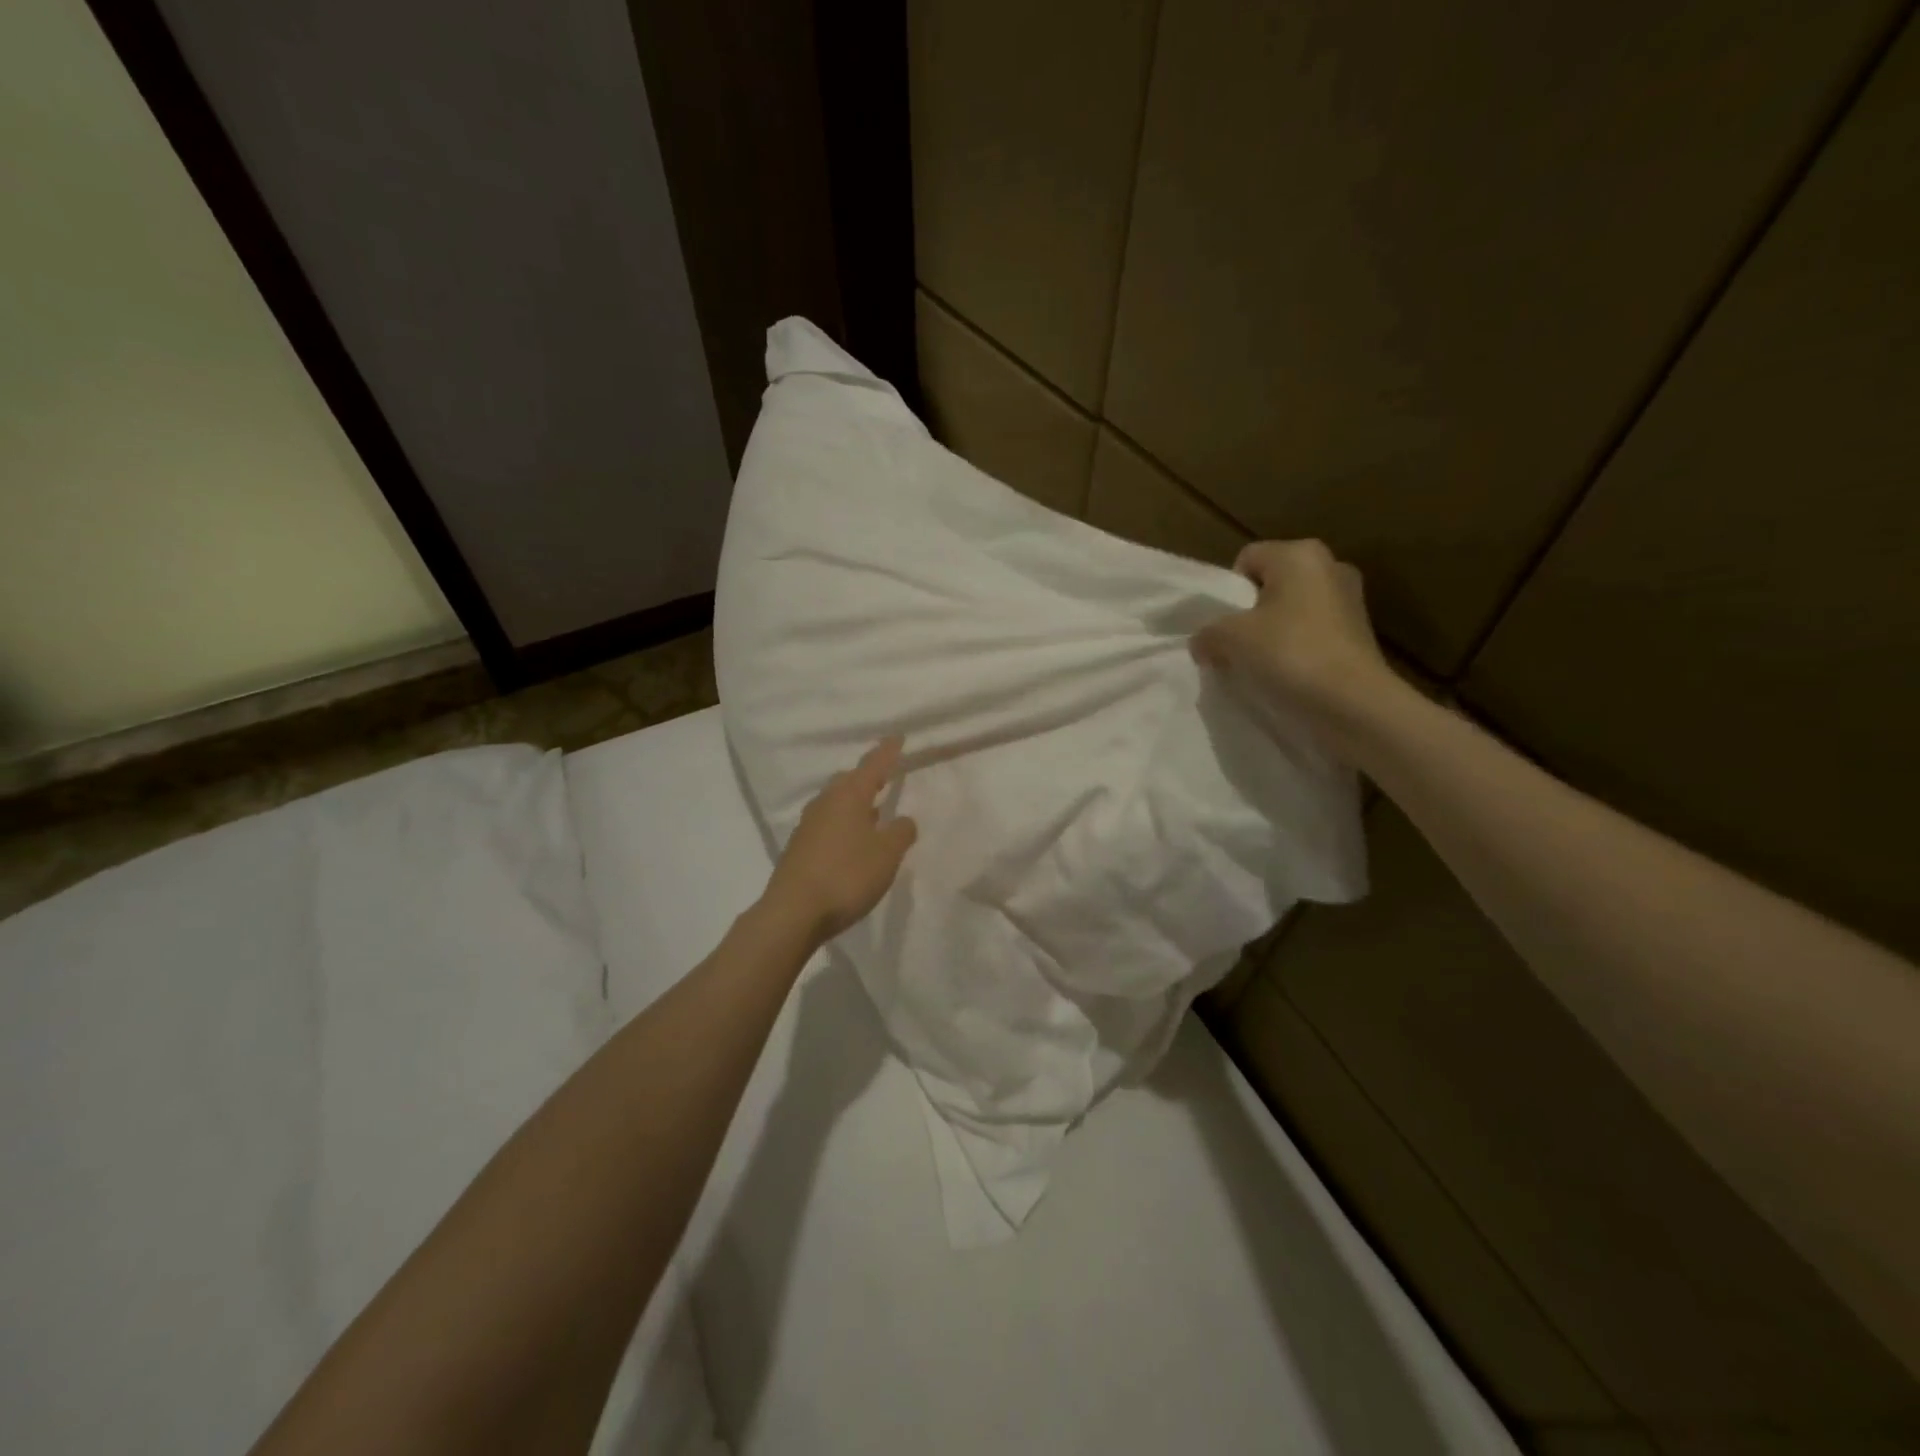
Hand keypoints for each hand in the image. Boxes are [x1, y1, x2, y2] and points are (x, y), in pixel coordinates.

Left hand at [762, 736, 917, 944]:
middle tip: (884, 776)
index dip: (887, 751)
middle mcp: (825, 803)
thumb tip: (903, 820)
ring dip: (854, 803)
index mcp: (848, 796)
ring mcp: (807, 826)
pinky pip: (826, 824)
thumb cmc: (847, 875)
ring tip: (873, 812)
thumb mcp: (887, 854)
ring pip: (835, 803)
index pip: (872, 765)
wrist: (793, 912)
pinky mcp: (799, 849)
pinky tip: (851, 841)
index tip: (898, 737)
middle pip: (848, 781)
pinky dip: (842, 824)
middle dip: (867, 777)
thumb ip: (901, 833)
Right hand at [1192, 539, 1398, 738]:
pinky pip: (1311, 633)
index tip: (1224, 626)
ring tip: (1260, 665)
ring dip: (1272, 634)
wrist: (1353, 703)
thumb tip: (1203, 643)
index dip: (1228, 592)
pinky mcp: (1359, 633)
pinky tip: (1286, 675)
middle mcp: (1330, 566)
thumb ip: (1207, 633)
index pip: (1246, 560)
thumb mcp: (1229, 639)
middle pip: (1270, 585)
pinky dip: (1295, 650)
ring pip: (1291, 611)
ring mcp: (1350, 600)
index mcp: (1300, 554)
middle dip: (1249, 614)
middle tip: (1236, 647)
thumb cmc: (1290, 654)